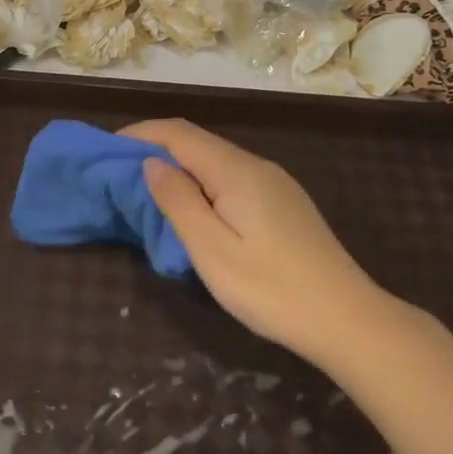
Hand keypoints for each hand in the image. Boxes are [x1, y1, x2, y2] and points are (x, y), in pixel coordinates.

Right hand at [124, 119, 400, 370]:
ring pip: (216, 162)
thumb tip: (152, 163)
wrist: (346, 319)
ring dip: (179, 168)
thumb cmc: (270, 288)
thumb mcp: (211, 249)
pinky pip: (232, 180)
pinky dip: (202, 184)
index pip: (179, 134)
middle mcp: (257, 166)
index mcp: (236, 171)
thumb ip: (178, 201)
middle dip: (155, 150)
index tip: (106, 149)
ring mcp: (275, 184)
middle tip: (120, 175)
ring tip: (148, 193)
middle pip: (198, 143)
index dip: (140, 134)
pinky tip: (193, 210)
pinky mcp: (284, 205)